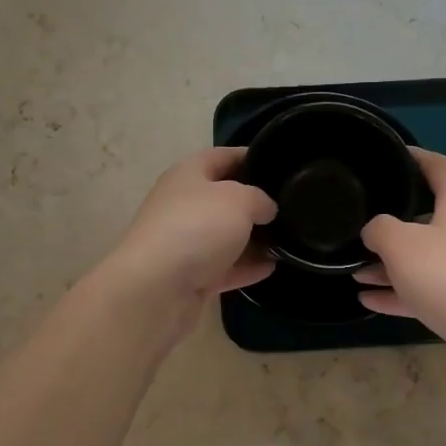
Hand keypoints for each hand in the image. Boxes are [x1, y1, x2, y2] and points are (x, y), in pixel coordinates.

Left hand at [96, 148, 276, 325]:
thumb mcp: (238, 200)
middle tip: (290, 206)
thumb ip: (259, 198)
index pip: (222, 156)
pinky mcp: (189, 276)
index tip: (280, 164)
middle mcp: (183, 205)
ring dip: (253, 238)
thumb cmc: (197, 228)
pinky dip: (246, 267)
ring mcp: (184, 242)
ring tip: (288, 239)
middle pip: (223, 197)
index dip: (251, 156)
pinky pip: (224, 267)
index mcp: (188, 175)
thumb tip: (266, 208)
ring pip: (224, 235)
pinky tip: (272, 267)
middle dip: (255, 202)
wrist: (156, 289)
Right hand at [355, 149, 445, 355]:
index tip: (389, 154)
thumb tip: (374, 230)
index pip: (438, 167)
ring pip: (424, 257)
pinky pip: (427, 289)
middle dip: (392, 221)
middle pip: (428, 216)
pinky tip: (369, 300)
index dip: (415, 156)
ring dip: (390, 262)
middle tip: (361, 221)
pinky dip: (399, 291)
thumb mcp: (402, 245)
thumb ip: (379, 228)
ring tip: (354, 270)